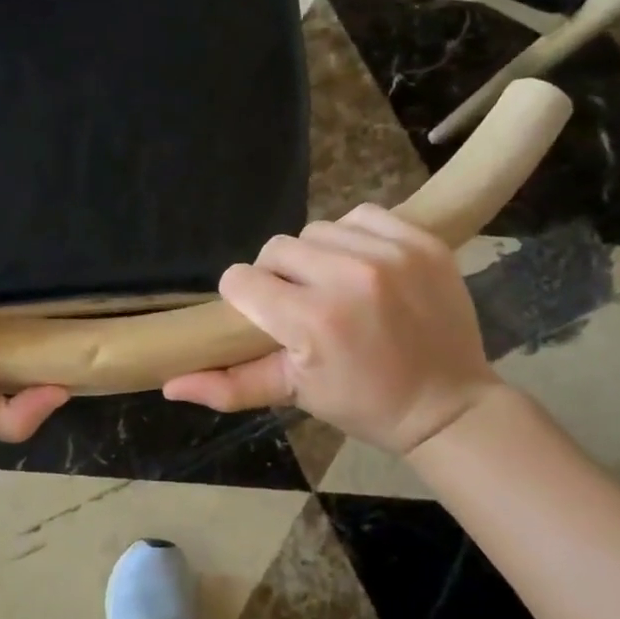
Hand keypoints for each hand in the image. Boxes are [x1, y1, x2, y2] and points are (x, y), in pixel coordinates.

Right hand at [164, 204, 503, 454]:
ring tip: (335, 286)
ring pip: (315, 229)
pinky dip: (354, 236)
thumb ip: (230, 385)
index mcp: (312, 321)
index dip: (245, 299)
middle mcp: (348, 277)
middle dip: (279, 277)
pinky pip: (361, 215)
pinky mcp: (420, 240)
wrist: (449, 403)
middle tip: (302, 306)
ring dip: (316, 255)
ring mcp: (389, 253)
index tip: (266, 318)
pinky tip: (364, 266)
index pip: (241, 280)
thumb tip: (169, 384)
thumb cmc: (364, 403)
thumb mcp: (295, 395)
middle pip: (275, 249)